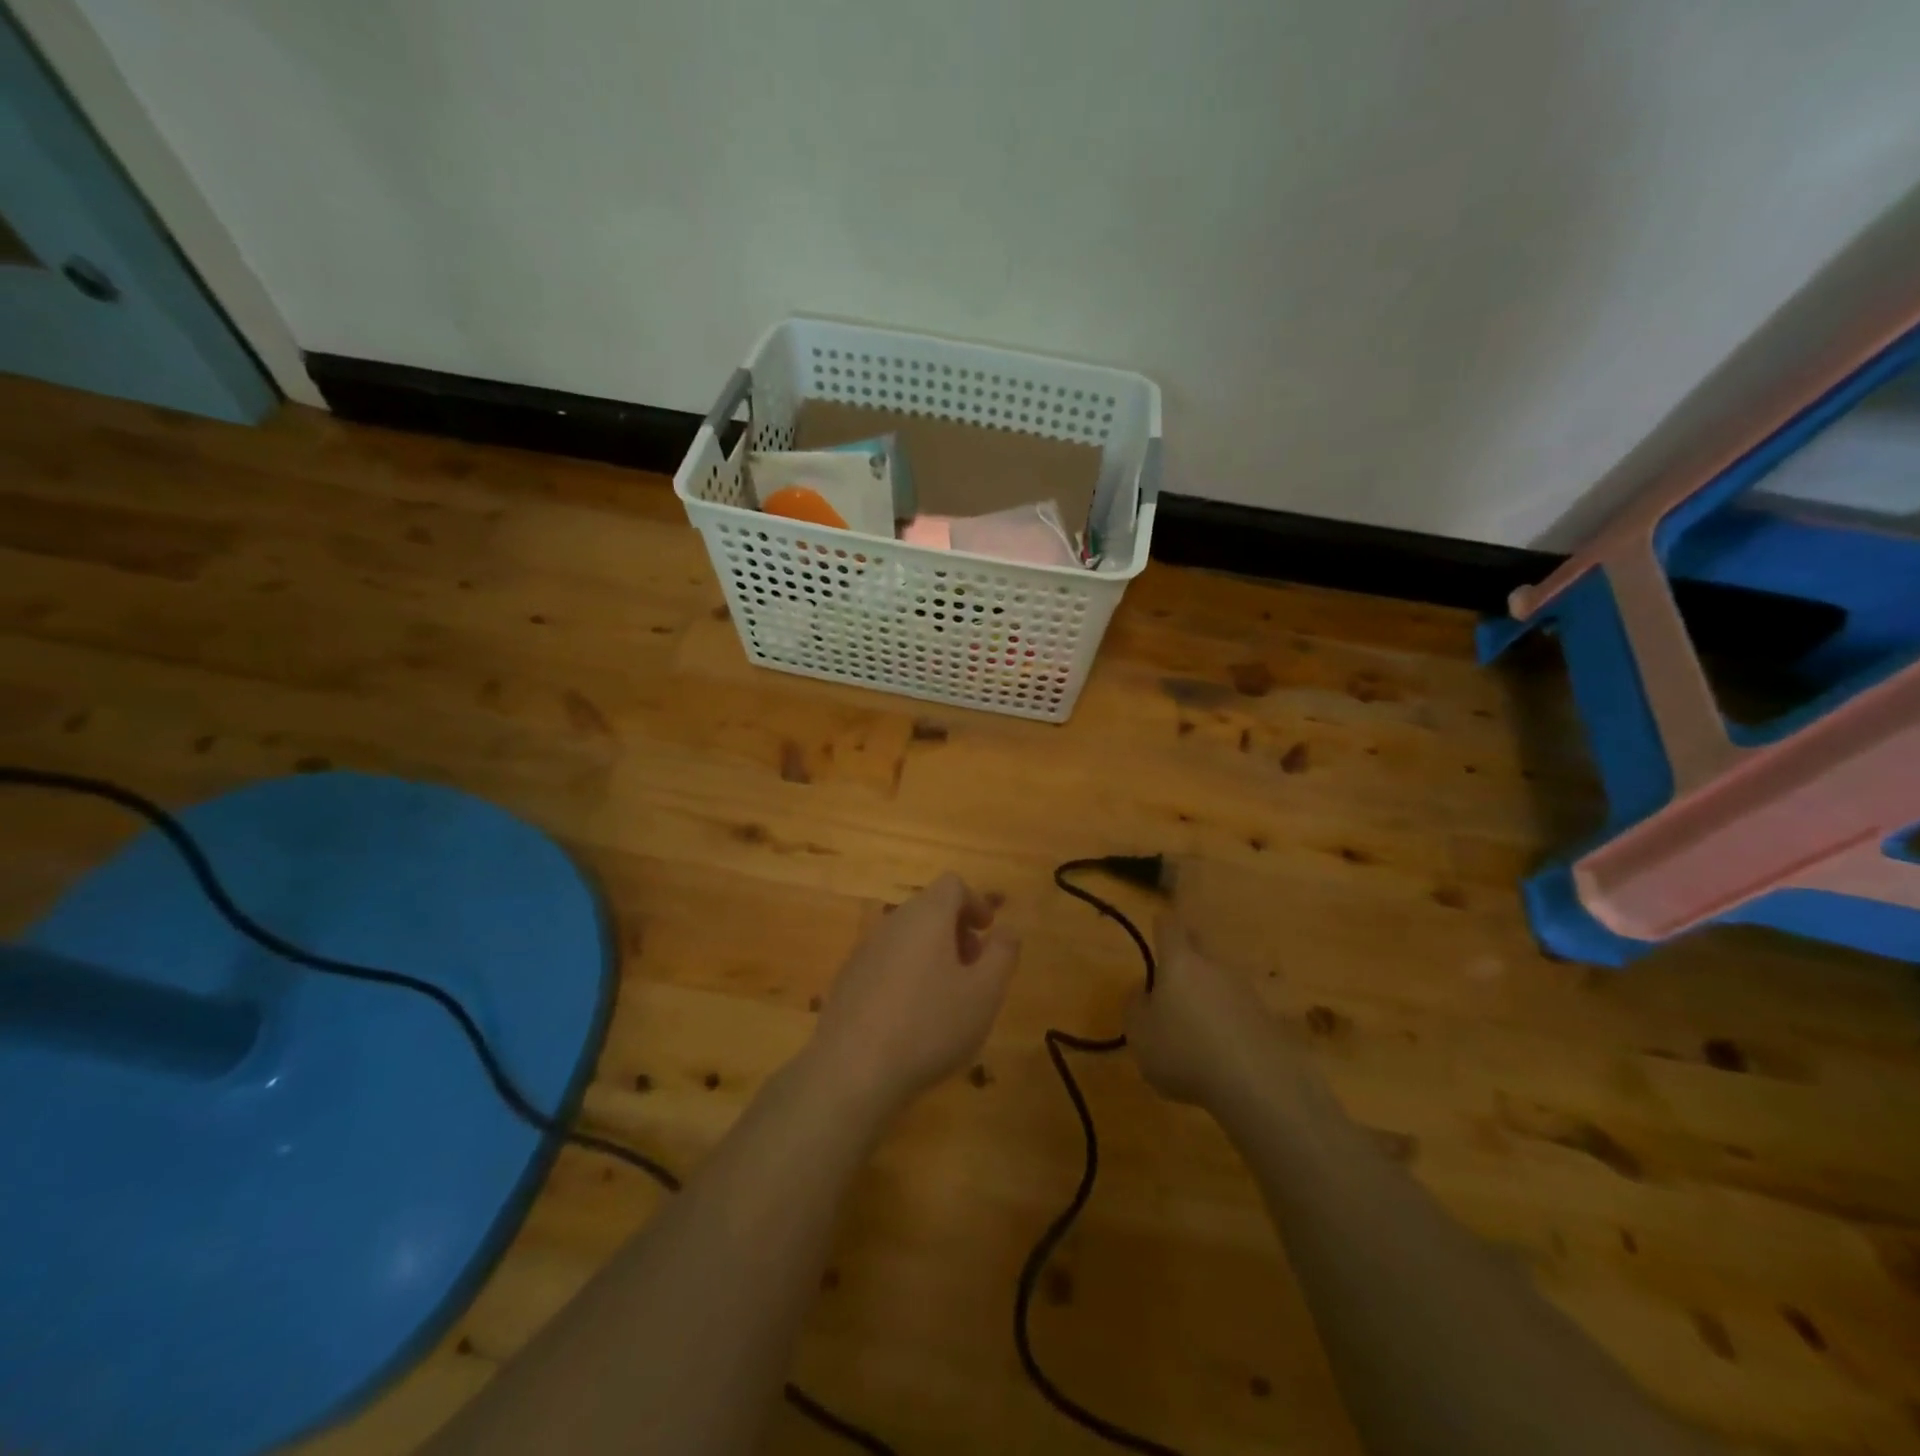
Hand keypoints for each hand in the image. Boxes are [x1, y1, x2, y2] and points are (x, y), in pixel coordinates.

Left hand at [809, 873, 1019, 1115]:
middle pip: (929, 908)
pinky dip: (906, 973)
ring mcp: (865, 950)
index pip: (952, 885)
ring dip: (932, 953)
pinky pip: (886, 961)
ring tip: (947, 998)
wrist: (852, 1069)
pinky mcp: (848, 979)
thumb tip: (1007, 928)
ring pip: (907, 936)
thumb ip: (1003, 953)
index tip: (988, 932)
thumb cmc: (930, 1025)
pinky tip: (912, 1017)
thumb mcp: (985, 992)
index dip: (976, 901)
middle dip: (956, 930)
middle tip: (975, 968)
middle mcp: (893, 922)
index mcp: (927, 916)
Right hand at [1126, 913, 1300, 1114]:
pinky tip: (1220, 1047)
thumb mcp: (1140, 1034)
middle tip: (1173, 970)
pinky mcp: (1266, 1019)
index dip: (1162, 925)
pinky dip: (1227, 1019)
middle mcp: (1214, 967)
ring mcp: (1245, 991)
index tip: (1157, 928)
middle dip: (1188, 952)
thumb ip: (1136, 1007)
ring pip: (1220, 979)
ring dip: (1208, 991)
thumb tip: (1144, 991)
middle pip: (1200, 946)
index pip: (1169, 927)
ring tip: (1195, 1021)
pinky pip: (1238, 1009)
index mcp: (1179, 962)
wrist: (1256, 1084)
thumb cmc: (1184, 1051)